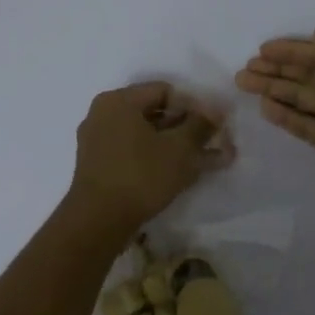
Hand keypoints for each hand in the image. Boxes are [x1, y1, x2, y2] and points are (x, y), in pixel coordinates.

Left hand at [66, 82, 229, 239]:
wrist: (98, 222)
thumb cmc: (141, 176)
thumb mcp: (180, 149)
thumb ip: (201, 126)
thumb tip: (216, 112)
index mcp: (118, 101)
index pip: (166, 91)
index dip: (195, 107)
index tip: (215, 127)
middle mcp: (103, 115)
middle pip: (155, 113)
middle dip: (188, 128)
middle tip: (214, 143)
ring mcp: (97, 141)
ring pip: (146, 135)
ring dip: (177, 146)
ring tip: (206, 161)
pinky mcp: (99, 166)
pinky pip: (134, 153)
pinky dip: (158, 159)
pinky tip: (183, 173)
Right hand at [237, 20, 314, 242]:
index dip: (293, 52)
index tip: (261, 51)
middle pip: (314, 76)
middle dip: (279, 72)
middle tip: (244, 70)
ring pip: (308, 99)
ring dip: (278, 91)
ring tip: (245, 85)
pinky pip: (310, 122)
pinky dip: (289, 115)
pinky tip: (265, 108)